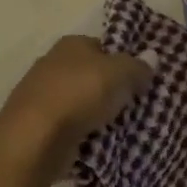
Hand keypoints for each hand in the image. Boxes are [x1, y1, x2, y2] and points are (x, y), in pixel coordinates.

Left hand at [0, 36, 152, 172]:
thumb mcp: (121, 73)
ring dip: (96, 112)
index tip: (139, 80)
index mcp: (71, 44)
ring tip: (120, 126)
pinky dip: (81, 131)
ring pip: (80, 100)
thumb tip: (152, 57)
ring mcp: (40, 95)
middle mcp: (52, 63)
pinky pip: (69, 124)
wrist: (34, 138)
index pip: (103, 47)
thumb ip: (138, 65)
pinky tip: (97, 141)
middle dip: (110, 88)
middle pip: (91, 74)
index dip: (123, 61)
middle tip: (134, 104)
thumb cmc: (80, 94)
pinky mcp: (36, 124)